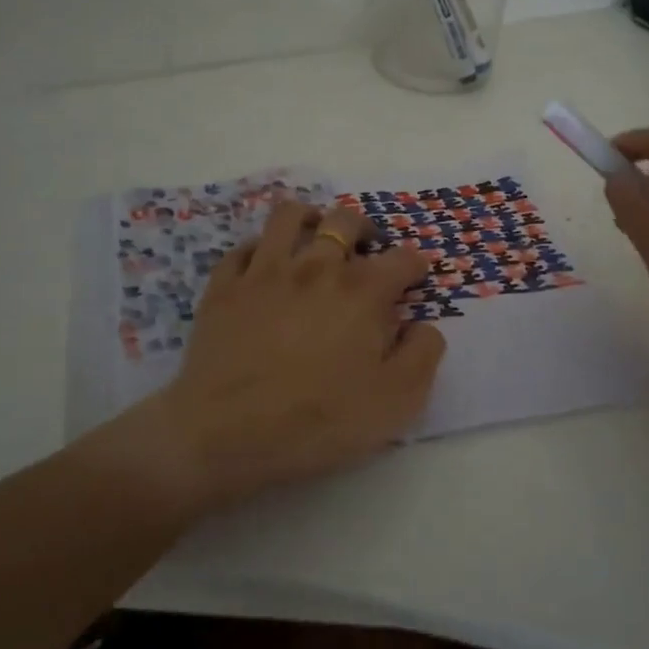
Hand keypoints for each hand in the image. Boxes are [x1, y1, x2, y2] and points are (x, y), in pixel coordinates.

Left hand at [113, 201, 446, 513]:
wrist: (227, 433)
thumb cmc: (319, 421)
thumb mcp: (396, 401)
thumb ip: (423, 355)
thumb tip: (424, 326)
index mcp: (363, 291)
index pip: (402, 258)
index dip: (416, 264)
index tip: (416, 276)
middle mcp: (316, 267)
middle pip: (345, 220)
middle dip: (364, 228)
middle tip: (367, 249)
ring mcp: (265, 271)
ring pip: (290, 215)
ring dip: (310, 218)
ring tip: (315, 235)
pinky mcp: (224, 286)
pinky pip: (244, 247)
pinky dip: (261, 248)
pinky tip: (265, 265)